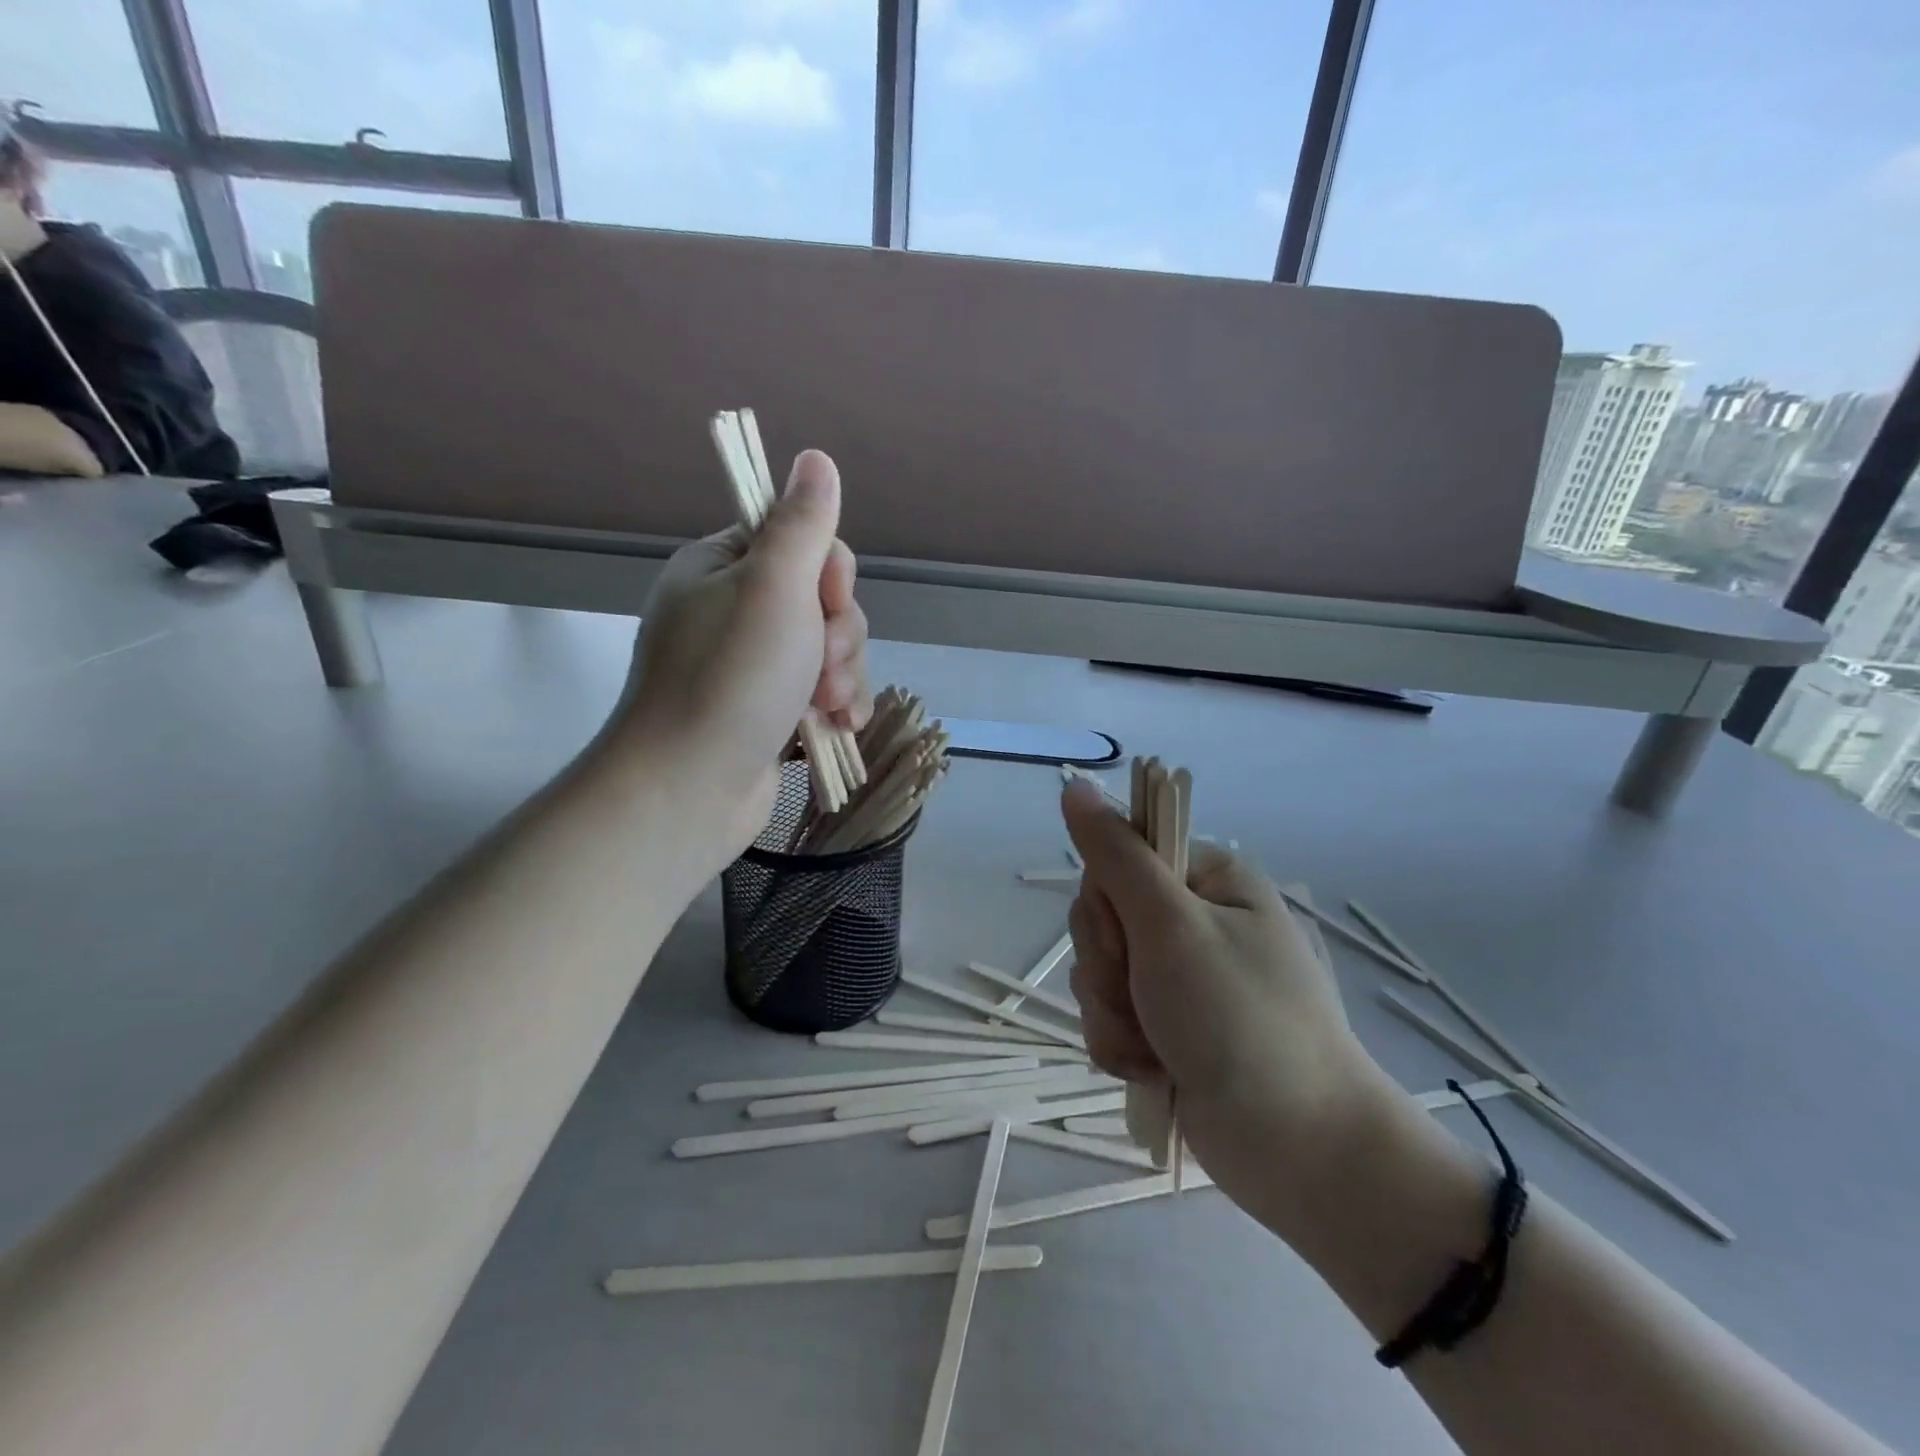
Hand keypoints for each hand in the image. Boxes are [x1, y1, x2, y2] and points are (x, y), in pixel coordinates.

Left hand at [615, 449, 870, 856]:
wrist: (691, 789)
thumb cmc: (732, 679)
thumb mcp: (775, 587)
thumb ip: (803, 524)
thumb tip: (815, 459)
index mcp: (721, 567)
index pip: (799, 542)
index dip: (829, 572)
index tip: (828, 601)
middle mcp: (734, 610)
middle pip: (822, 599)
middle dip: (839, 635)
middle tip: (821, 667)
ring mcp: (750, 665)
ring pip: (830, 649)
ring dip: (842, 675)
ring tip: (826, 708)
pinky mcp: (768, 709)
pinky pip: (821, 689)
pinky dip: (835, 705)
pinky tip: (836, 727)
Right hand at [1061, 778, 1395, 1236]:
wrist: (1303, 1154)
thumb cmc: (1241, 1022)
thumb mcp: (1171, 926)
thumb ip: (1116, 855)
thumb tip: (1075, 783)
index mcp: (1208, 880)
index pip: (1116, 859)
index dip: (1105, 901)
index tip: (1128, 937)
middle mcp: (1193, 920)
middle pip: (1102, 919)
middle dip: (1108, 967)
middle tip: (1145, 996)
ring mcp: (1180, 977)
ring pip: (1099, 973)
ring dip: (1113, 1013)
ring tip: (1155, 1046)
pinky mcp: (1168, 1027)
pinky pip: (1111, 1017)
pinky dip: (1122, 1045)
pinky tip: (1154, 1069)